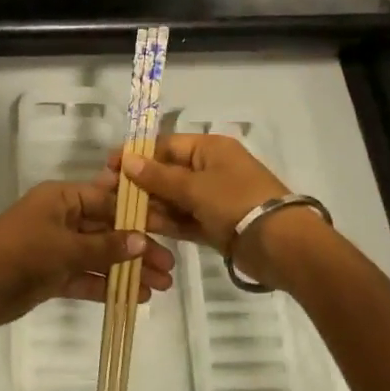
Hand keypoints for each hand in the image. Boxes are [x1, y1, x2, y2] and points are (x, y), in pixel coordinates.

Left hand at [0, 180, 174, 328]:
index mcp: (63, 198)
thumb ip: (105, 247)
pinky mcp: (53, 274)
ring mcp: (58, 247)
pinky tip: (136, 296)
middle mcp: (63, 218)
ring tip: (161, 286)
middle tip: (169, 267)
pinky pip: (87, 276)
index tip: (167, 228)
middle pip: (108, 229)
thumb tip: (141, 241)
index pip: (107, 200)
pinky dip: (108, 285)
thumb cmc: (21, 253)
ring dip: (128, 269)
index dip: (137, 214)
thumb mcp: (66, 247)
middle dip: (137, 247)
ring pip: (100, 256)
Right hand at [107, 135, 320, 288]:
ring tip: (120, 213)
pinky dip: (166, 221)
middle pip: (168, 172)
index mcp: (210, 149)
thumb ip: (159, 177)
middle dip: (140, 183)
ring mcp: (213, 198)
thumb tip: (127, 160)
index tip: (110, 167)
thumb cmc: (236, 202)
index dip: (138, 155)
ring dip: (150, 204)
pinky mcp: (215, 224)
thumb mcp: (195, 187)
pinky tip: (142, 226)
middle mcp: (211, 169)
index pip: (166, 145)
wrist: (281, 245)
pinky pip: (184, 218)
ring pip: (174, 198)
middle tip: (108, 195)